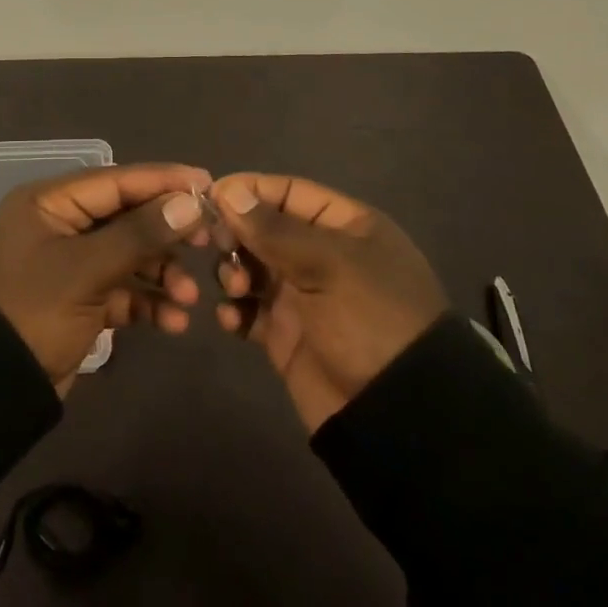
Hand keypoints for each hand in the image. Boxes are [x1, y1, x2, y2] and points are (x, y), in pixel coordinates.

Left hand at [0, 162, 211, 393]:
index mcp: (50, 203)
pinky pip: (122, 289)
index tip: (208, 185)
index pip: (116, 180)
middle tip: (209, 243)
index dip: (163, 182)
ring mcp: (71, 263)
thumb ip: (140, 234)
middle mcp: (61, 225)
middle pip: (127, 217)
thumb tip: (191, 203)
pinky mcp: (80, 298)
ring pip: (129, 255)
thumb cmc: (33, 312)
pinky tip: (173, 322)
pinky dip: (147, 302)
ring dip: (161, 274)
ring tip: (189, 297)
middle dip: (167, 235)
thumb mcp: (86, 270)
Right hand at [212, 173, 448, 432]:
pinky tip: (230, 318)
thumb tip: (227, 191)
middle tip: (219, 247)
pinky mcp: (286, 334)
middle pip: (262, 228)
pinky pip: (249, 310)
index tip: (210, 197)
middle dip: (236, 234)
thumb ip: (273, 229)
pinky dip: (235, 310)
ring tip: (236, 288)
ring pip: (251, 266)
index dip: (248, 191)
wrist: (397, 415)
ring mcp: (302, 296)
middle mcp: (320, 254)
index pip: (287, 192)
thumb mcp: (328, 265)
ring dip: (232, 271)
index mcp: (343, 226)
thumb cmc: (370, 319)